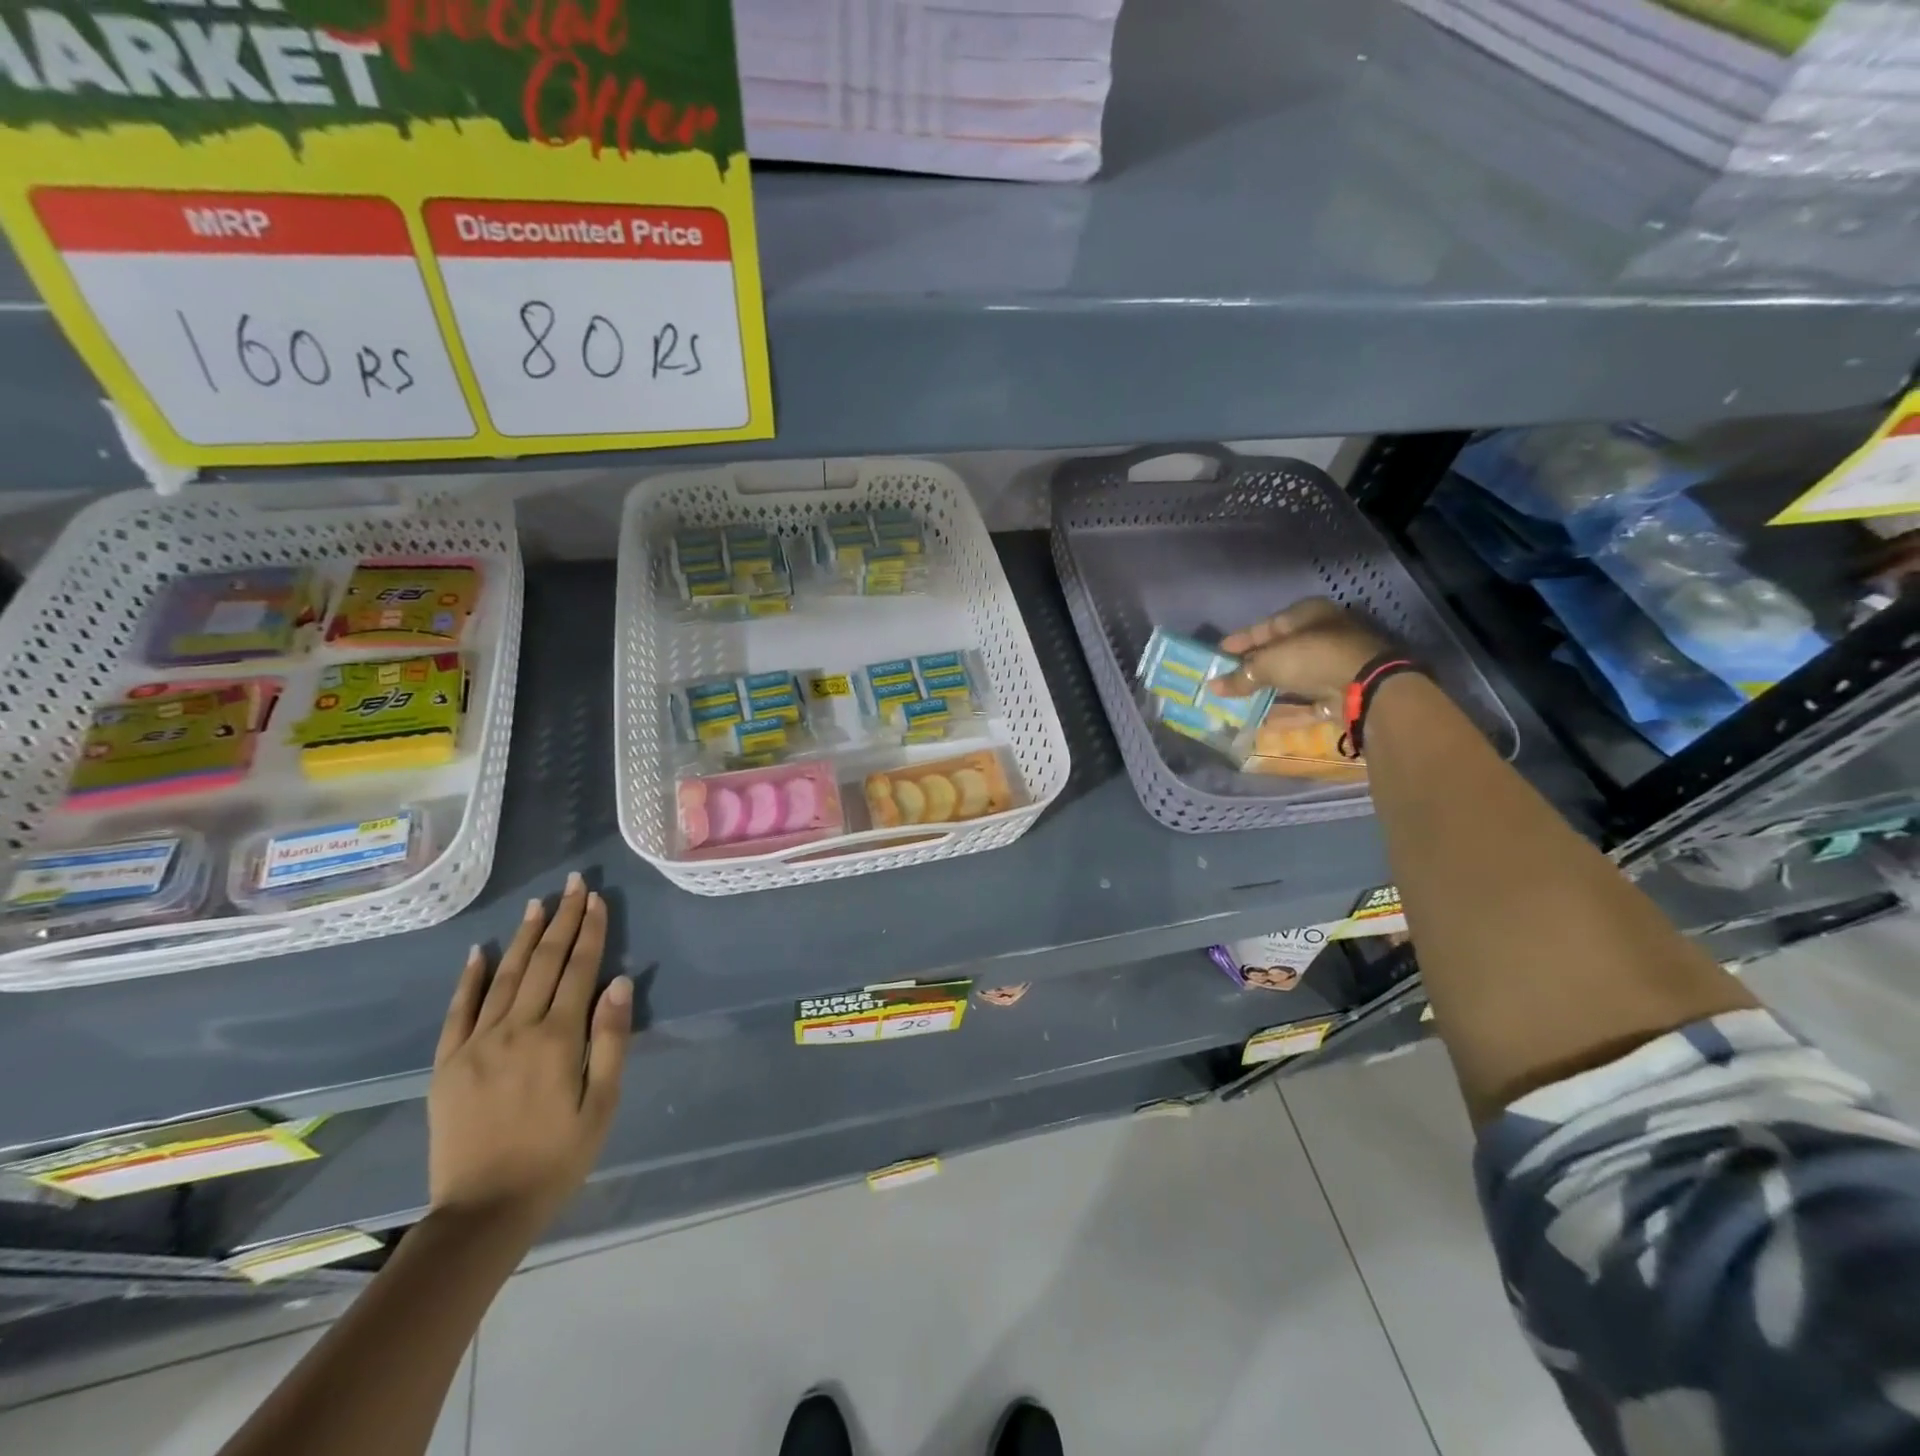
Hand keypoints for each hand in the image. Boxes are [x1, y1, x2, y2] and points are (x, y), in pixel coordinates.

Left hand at [428, 874, 631, 1238]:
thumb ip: (612, 1040)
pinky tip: (480, 951)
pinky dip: (470, 977)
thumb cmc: (558, 1158)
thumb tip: (619, 983)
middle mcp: (516, 1029)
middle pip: (545, 962)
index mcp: (559, 1039)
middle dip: (562, 919)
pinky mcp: (447, 1063)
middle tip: (573, 883)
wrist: (483, 1212)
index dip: (591, 930)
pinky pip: (458, 1010)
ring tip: (538, 904)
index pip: (580, 969)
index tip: (597, 898)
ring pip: (505, 976)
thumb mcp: (602, 1104)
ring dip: (525, 937)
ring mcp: (476, 1044)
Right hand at [1213, 599, 1387, 709]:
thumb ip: (1240, 676)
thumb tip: (1213, 687)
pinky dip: (1285, 710)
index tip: (1218, 653)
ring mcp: (1333, 666)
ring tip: (1238, 701)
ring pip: (1292, 678)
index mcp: (1307, 615)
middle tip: (1225, 679)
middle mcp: (1322, 635)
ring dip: (1267, 690)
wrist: (1366, 688)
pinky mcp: (1339, 694)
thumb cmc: (1313, 658)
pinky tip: (1261, 719)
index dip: (1240, 640)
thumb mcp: (1268, 663)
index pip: (1266, 626)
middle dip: (1252, 667)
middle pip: (1279, 652)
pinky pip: (1305, 702)